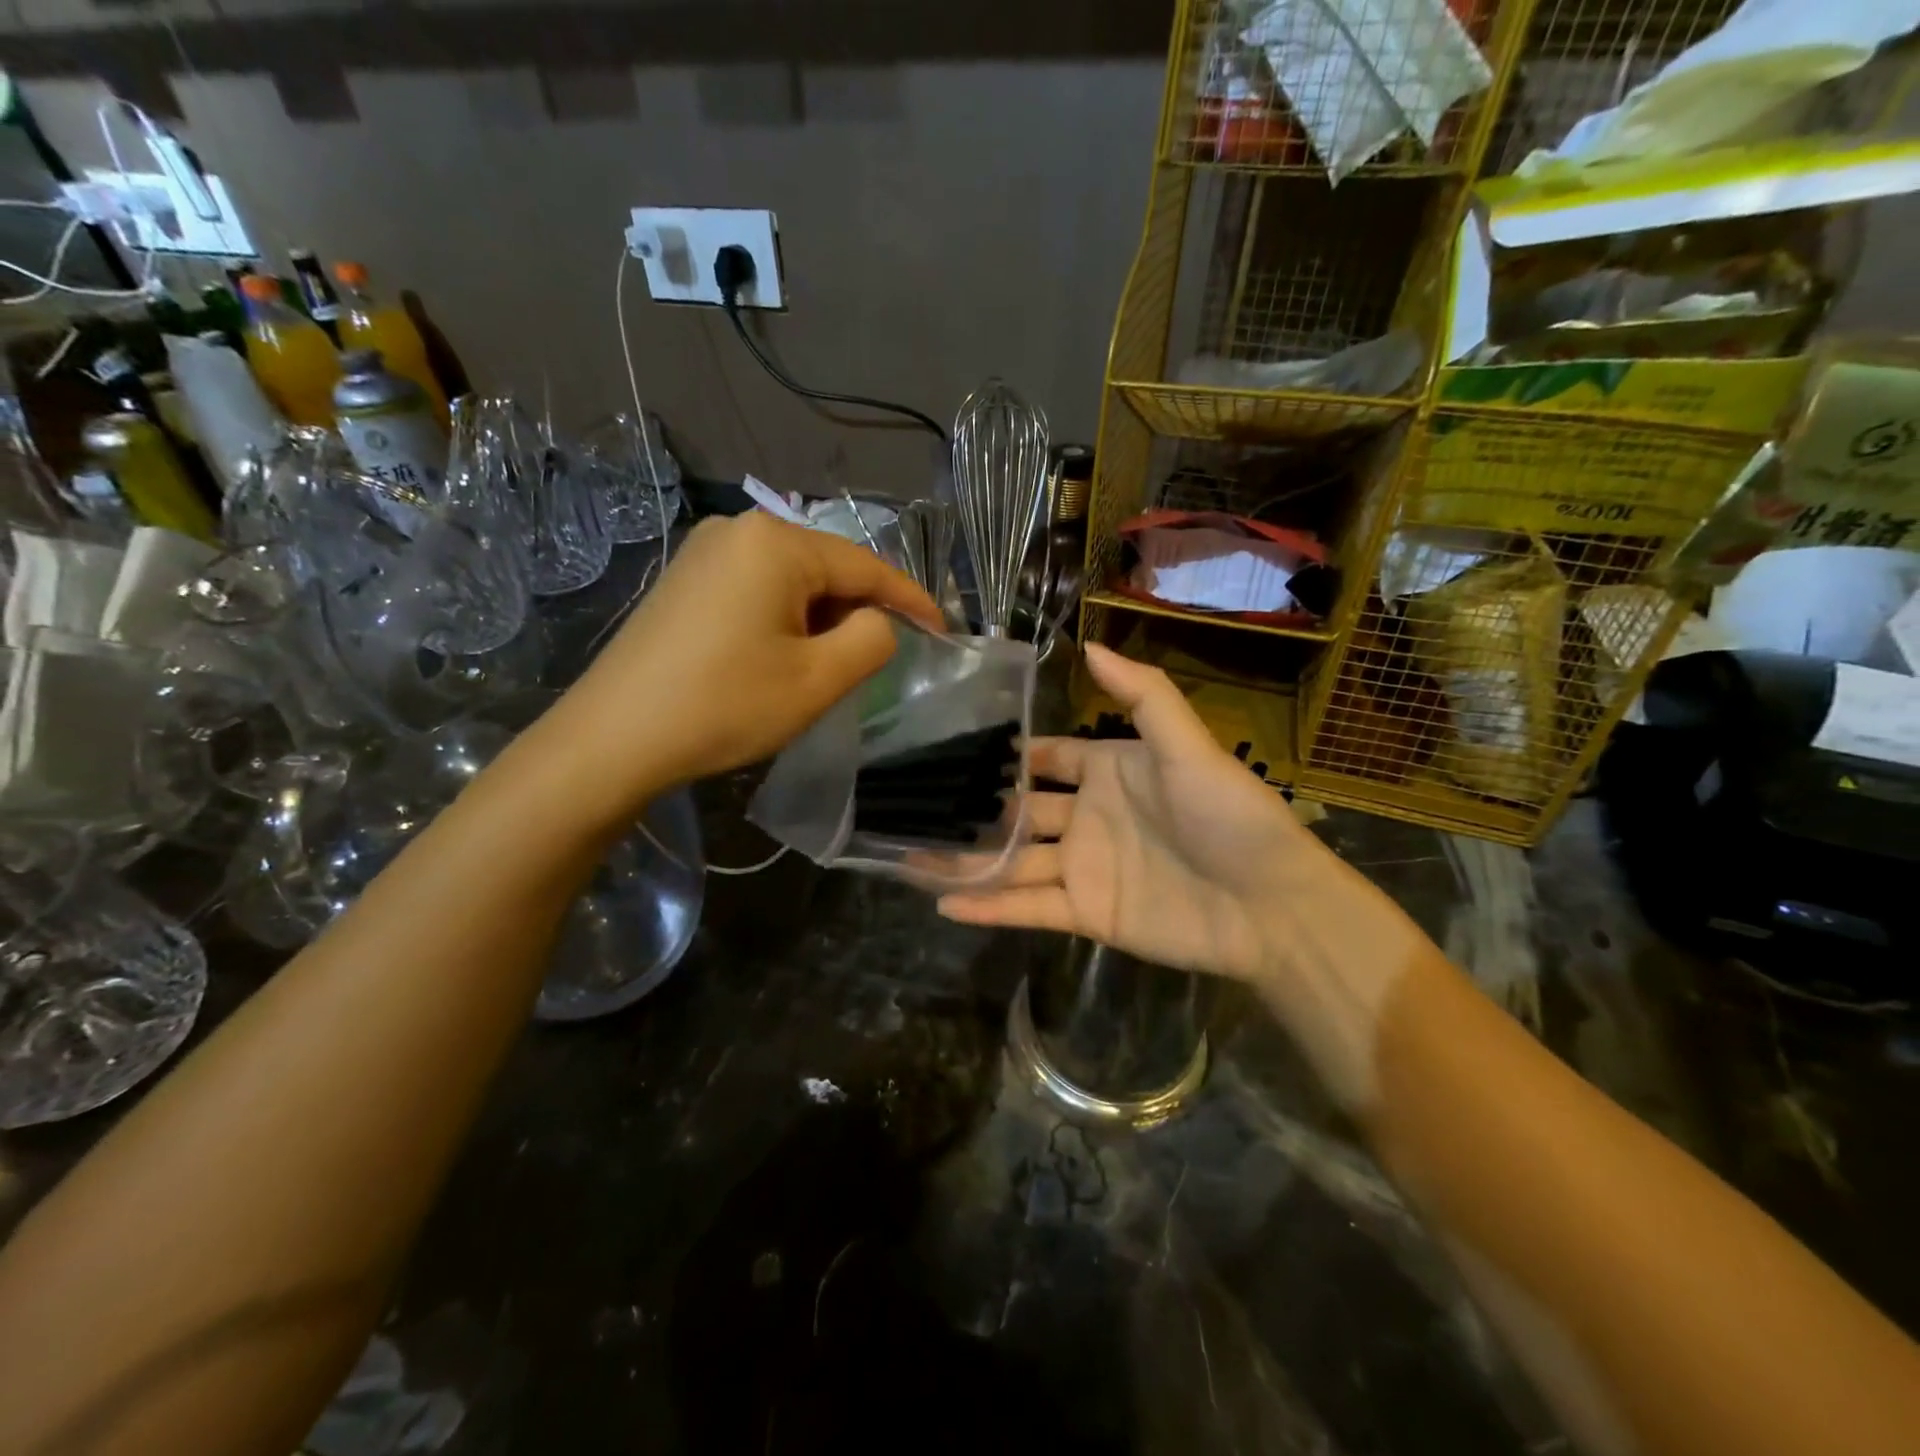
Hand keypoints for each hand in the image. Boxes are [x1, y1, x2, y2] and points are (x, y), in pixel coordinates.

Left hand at [535, 513, 941, 811]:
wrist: (613, 739)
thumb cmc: (724, 706)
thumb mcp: (818, 679)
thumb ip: (872, 640)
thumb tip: (878, 622)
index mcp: (776, 543)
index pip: (866, 566)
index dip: (911, 599)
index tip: (944, 630)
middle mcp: (739, 529)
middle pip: (828, 568)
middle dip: (860, 611)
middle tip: (881, 659)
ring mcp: (705, 552)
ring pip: (793, 580)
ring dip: (823, 619)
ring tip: (829, 666)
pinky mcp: (685, 580)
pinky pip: (758, 589)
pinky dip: (786, 619)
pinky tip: (781, 657)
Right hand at [937, 644, 1321, 981]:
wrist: (1270, 906)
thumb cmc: (1229, 816)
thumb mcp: (1187, 746)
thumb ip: (1142, 695)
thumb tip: (1090, 644)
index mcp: (1109, 770)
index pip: (1046, 758)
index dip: (1007, 756)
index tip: (953, 749)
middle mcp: (1088, 817)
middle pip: (1019, 812)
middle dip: (975, 810)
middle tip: (917, 806)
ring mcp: (1084, 868)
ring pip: (1015, 862)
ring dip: (969, 861)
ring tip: (911, 857)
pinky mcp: (1088, 914)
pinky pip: (1029, 908)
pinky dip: (989, 906)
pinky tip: (943, 903)